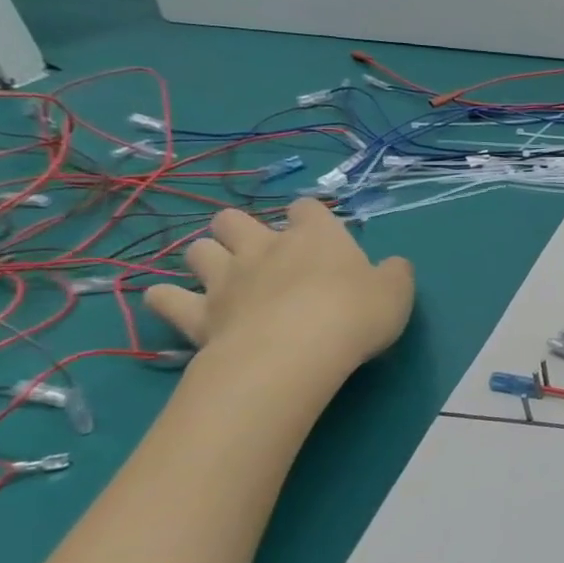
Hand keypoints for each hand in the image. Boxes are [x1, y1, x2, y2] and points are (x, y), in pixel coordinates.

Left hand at [145, 198, 414, 373]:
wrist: (294, 355)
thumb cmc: (354, 314)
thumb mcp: (397, 292)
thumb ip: (393, 273)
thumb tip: (391, 266)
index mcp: (316, 237)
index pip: (307, 208)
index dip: (311, 217)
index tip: (320, 234)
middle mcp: (265, 249)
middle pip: (234, 220)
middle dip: (241, 229)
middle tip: (262, 252)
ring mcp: (225, 280)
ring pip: (198, 251)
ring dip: (207, 258)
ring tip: (223, 276)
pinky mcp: (197, 315)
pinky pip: (166, 299)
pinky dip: (168, 299)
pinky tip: (176, 304)